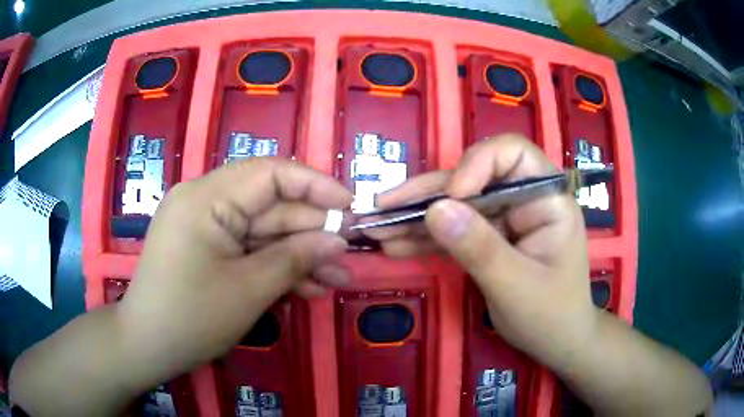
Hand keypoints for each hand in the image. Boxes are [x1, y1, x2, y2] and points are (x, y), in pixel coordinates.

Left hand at [117, 158, 352, 380]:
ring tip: (337, 280)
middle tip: (349, 256)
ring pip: (263, 232)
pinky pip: (248, 249)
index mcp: (207, 197)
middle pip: (270, 205)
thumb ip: (295, 258)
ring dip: (299, 255)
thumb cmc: (191, 318)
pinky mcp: (208, 248)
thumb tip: (338, 238)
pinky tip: (307, 288)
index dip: (315, 185)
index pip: (270, 172)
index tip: (350, 207)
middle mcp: (205, 200)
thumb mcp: (248, 290)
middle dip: (311, 232)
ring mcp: (205, 226)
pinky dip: (276, 267)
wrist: (147, 347)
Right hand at [366, 134, 595, 368]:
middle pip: (473, 178)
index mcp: (548, 199)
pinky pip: (455, 230)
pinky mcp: (490, 238)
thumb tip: (435, 209)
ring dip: (416, 216)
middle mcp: (525, 199)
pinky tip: (395, 245)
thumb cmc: (550, 316)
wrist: (557, 342)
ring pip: (457, 205)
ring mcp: (506, 219)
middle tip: (383, 207)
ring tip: (376, 227)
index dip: (477, 163)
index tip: (451, 195)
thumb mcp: (516, 285)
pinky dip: (426, 238)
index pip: (513, 154)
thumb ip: (479, 247)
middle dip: (427, 194)